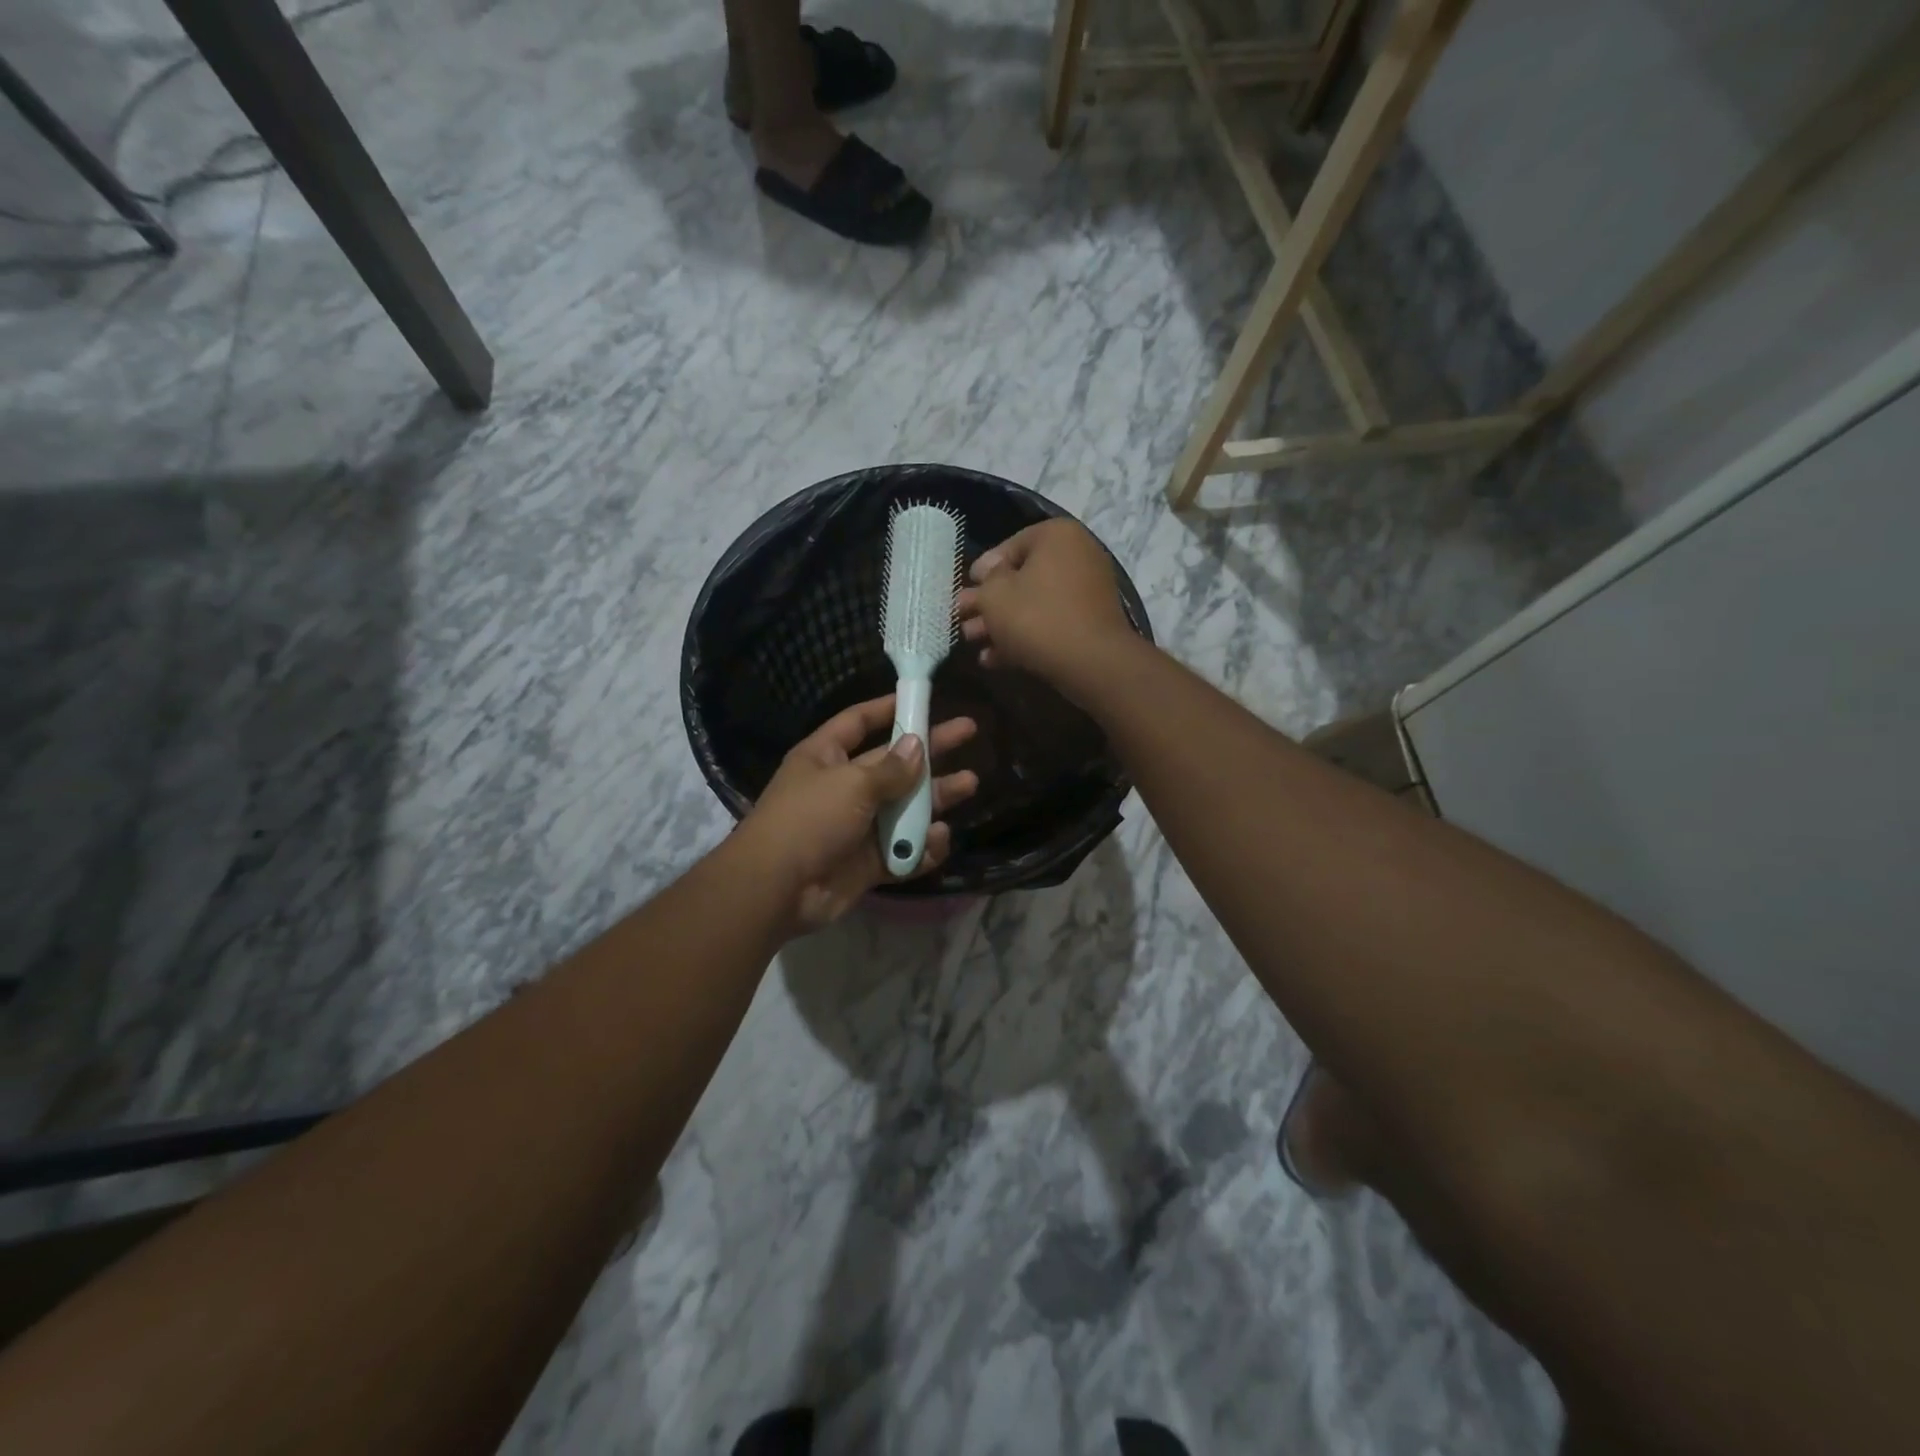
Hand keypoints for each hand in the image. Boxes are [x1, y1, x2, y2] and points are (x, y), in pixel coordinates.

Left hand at [742, 694, 978, 932]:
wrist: (778, 889)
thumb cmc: (809, 819)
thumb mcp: (851, 783)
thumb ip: (891, 768)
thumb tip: (918, 745)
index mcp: (827, 757)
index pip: (859, 722)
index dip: (888, 708)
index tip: (922, 698)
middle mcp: (844, 787)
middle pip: (894, 763)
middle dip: (931, 749)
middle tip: (969, 731)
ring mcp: (858, 826)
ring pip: (905, 807)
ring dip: (936, 797)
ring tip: (969, 784)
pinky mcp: (868, 862)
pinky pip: (903, 850)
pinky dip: (922, 847)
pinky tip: (938, 838)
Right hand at [956, 520, 1135, 691]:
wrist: (1090, 662)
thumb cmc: (1036, 617)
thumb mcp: (995, 596)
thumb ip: (983, 583)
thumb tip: (984, 573)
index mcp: (1057, 536)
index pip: (1010, 546)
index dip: (982, 570)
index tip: (966, 590)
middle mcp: (1078, 555)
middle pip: (1021, 578)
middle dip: (989, 603)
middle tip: (962, 620)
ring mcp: (1088, 591)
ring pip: (1034, 604)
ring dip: (1001, 623)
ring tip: (972, 642)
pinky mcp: (1091, 623)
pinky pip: (1051, 622)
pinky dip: (1025, 636)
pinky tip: (994, 659)